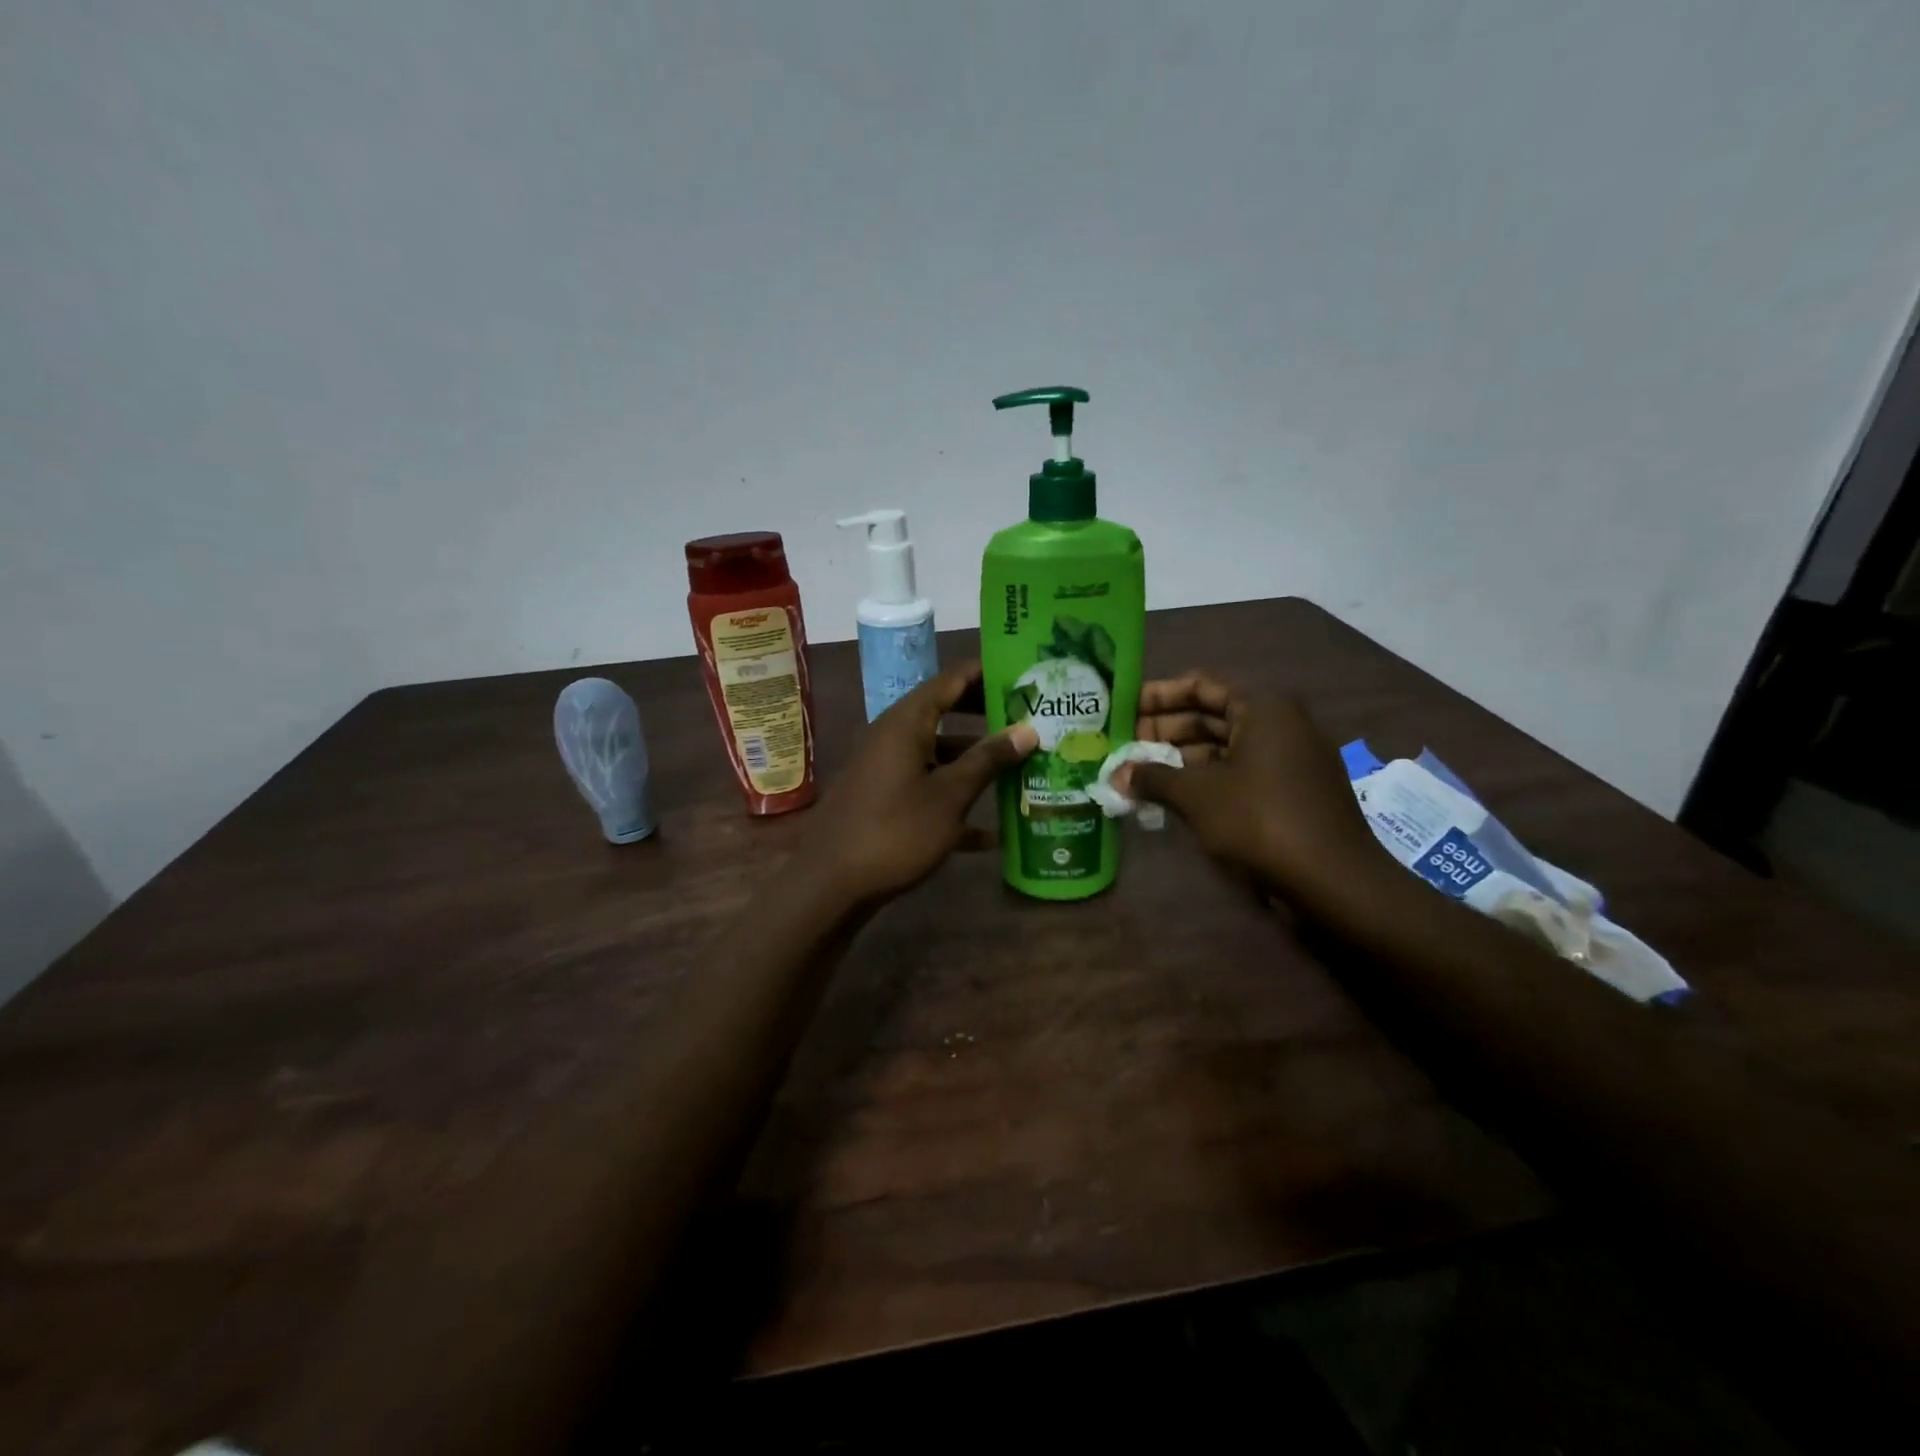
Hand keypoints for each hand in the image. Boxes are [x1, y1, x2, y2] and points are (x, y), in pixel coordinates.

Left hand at [801, 660, 1037, 908]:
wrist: (831, 884)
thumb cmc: (895, 831)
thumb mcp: (949, 796)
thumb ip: (987, 760)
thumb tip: (1027, 730)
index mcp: (907, 721)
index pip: (953, 679)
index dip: (989, 673)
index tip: (1027, 677)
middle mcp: (894, 735)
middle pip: (947, 711)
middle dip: (988, 716)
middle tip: (1030, 719)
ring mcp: (887, 767)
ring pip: (939, 751)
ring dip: (975, 759)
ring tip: (1021, 767)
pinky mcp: (884, 797)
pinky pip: (927, 784)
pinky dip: (955, 797)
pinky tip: (991, 833)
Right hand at [1126, 671, 1394, 903]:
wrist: (1334, 880)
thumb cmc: (1261, 820)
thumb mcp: (1197, 795)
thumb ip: (1153, 778)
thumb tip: (1116, 775)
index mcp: (1262, 707)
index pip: (1201, 685)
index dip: (1159, 695)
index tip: (1125, 708)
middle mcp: (1280, 723)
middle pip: (1212, 715)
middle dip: (1165, 729)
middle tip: (1125, 744)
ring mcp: (1289, 758)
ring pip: (1225, 746)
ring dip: (1181, 757)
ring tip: (1140, 773)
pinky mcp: (1292, 790)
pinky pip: (1240, 771)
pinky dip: (1206, 778)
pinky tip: (1174, 796)